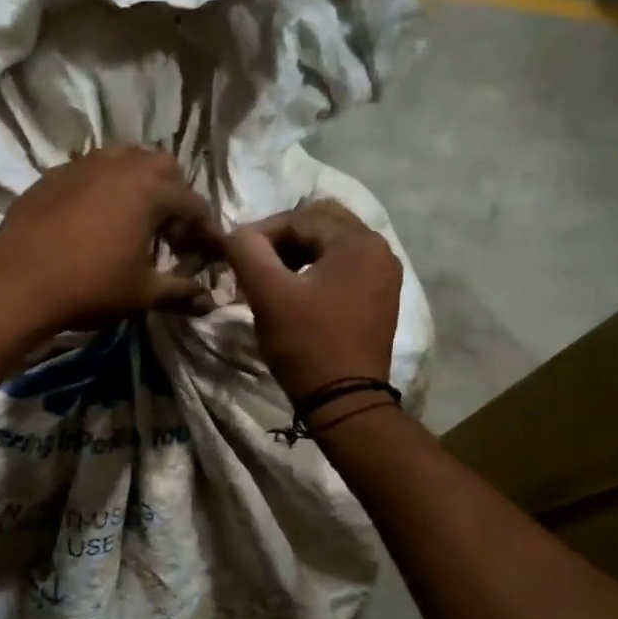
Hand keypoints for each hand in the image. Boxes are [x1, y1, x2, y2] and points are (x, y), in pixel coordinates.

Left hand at [0, 146, 222, 338]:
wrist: (18, 285)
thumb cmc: (90, 287)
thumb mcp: (142, 294)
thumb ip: (180, 294)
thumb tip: (210, 303)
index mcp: (150, 189)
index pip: (193, 204)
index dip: (206, 231)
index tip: (208, 254)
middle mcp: (120, 164)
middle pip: (163, 169)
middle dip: (175, 197)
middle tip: (170, 234)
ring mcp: (82, 164)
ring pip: (124, 161)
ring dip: (139, 186)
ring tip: (134, 221)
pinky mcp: (53, 175)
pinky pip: (90, 171)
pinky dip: (104, 188)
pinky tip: (94, 220)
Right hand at [225, 200, 400, 399]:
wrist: (344, 400)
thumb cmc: (306, 343)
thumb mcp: (268, 294)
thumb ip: (248, 252)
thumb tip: (236, 233)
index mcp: (358, 241)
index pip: (299, 218)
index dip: (260, 232)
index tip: (234, 255)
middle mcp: (378, 249)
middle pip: (320, 224)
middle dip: (282, 238)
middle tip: (253, 263)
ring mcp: (383, 275)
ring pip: (331, 246)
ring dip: (297, 254)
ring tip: (270, 278)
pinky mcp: (379, 298)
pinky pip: (343, 268)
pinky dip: (315, 271)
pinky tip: (295, 293)